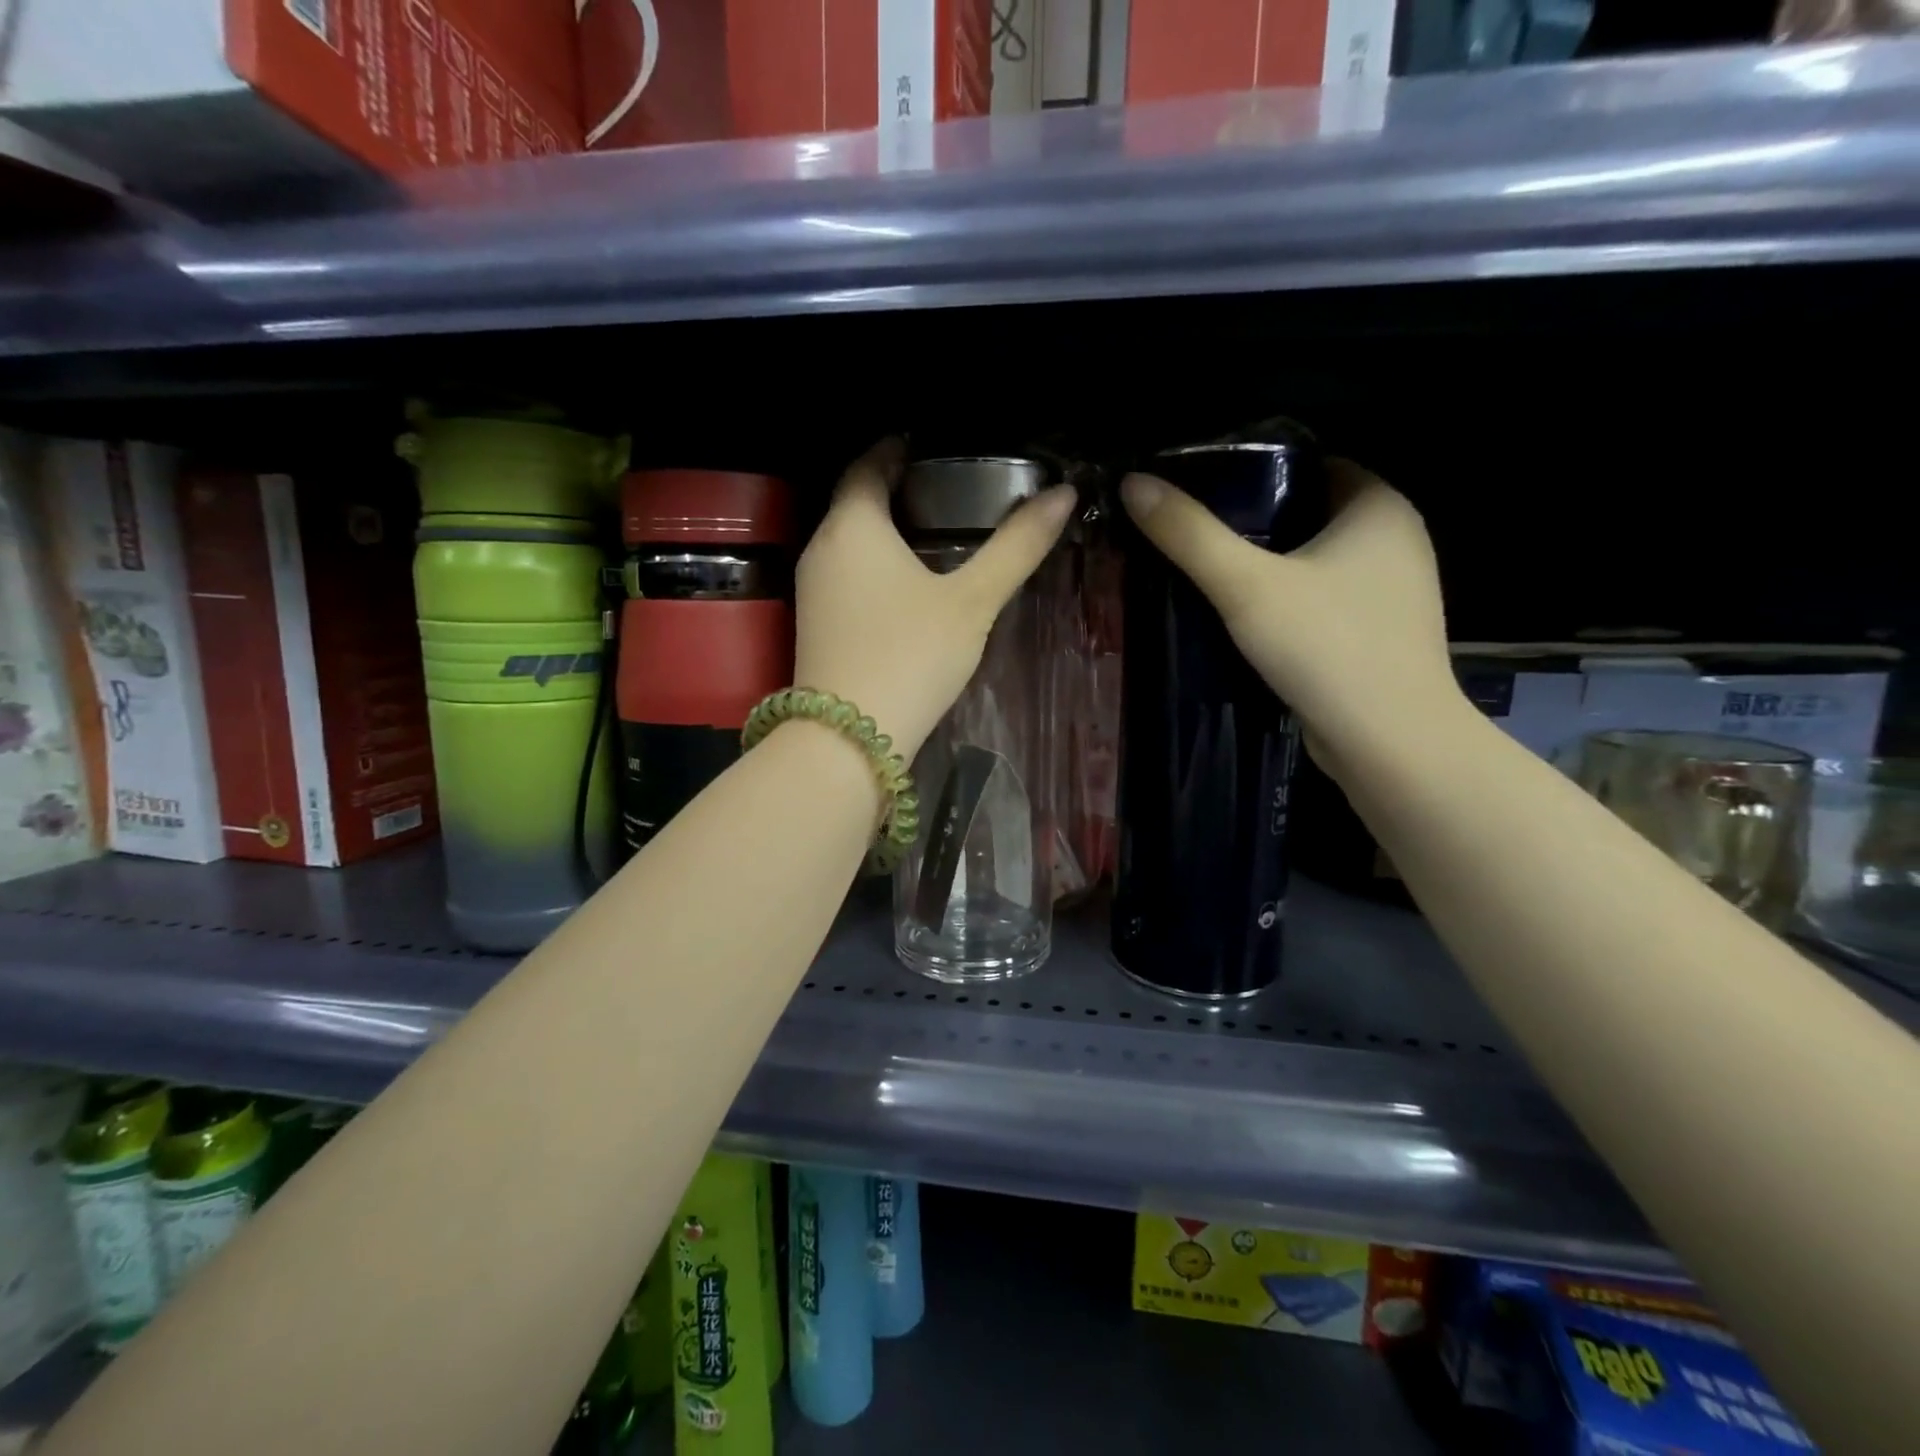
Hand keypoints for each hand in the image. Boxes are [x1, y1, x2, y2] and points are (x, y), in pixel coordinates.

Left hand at [795, 439, 1076, 759]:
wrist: (849, 740)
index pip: (868, 464)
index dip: (897, 449)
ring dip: (885, 532)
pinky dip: (874, 567)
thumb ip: (1016, 547)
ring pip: (850, 543)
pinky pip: (846, 577)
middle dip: (896, 490)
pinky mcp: (814, 625)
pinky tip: (907, 587)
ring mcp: (812, 589)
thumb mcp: (973, 601)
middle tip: (947, 490)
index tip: (931, 446)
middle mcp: (822, 547)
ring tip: (935, 534)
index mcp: (853, 524)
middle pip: (856, 502)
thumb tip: (1063, 495)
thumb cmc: (911, 655)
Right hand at [1120, 459, 1459, 777]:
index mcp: (1379, 506)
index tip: (1200, 491)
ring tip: (1207, 574)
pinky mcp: (1378, 634)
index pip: (1310, 463)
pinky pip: (1323, 599)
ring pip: (1315, 560)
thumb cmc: (1326, 646)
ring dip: (1268, 566)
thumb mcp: (1245, 586)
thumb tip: (1133, 484)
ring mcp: (1392, 591)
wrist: (1388, 741)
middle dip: (1253, 523)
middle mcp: (1397, 539)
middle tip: (1192, 535)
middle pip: (1308, 512)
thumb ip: (1189, 535)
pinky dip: (1287, 601)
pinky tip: (1245, 618)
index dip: (1254, 471)